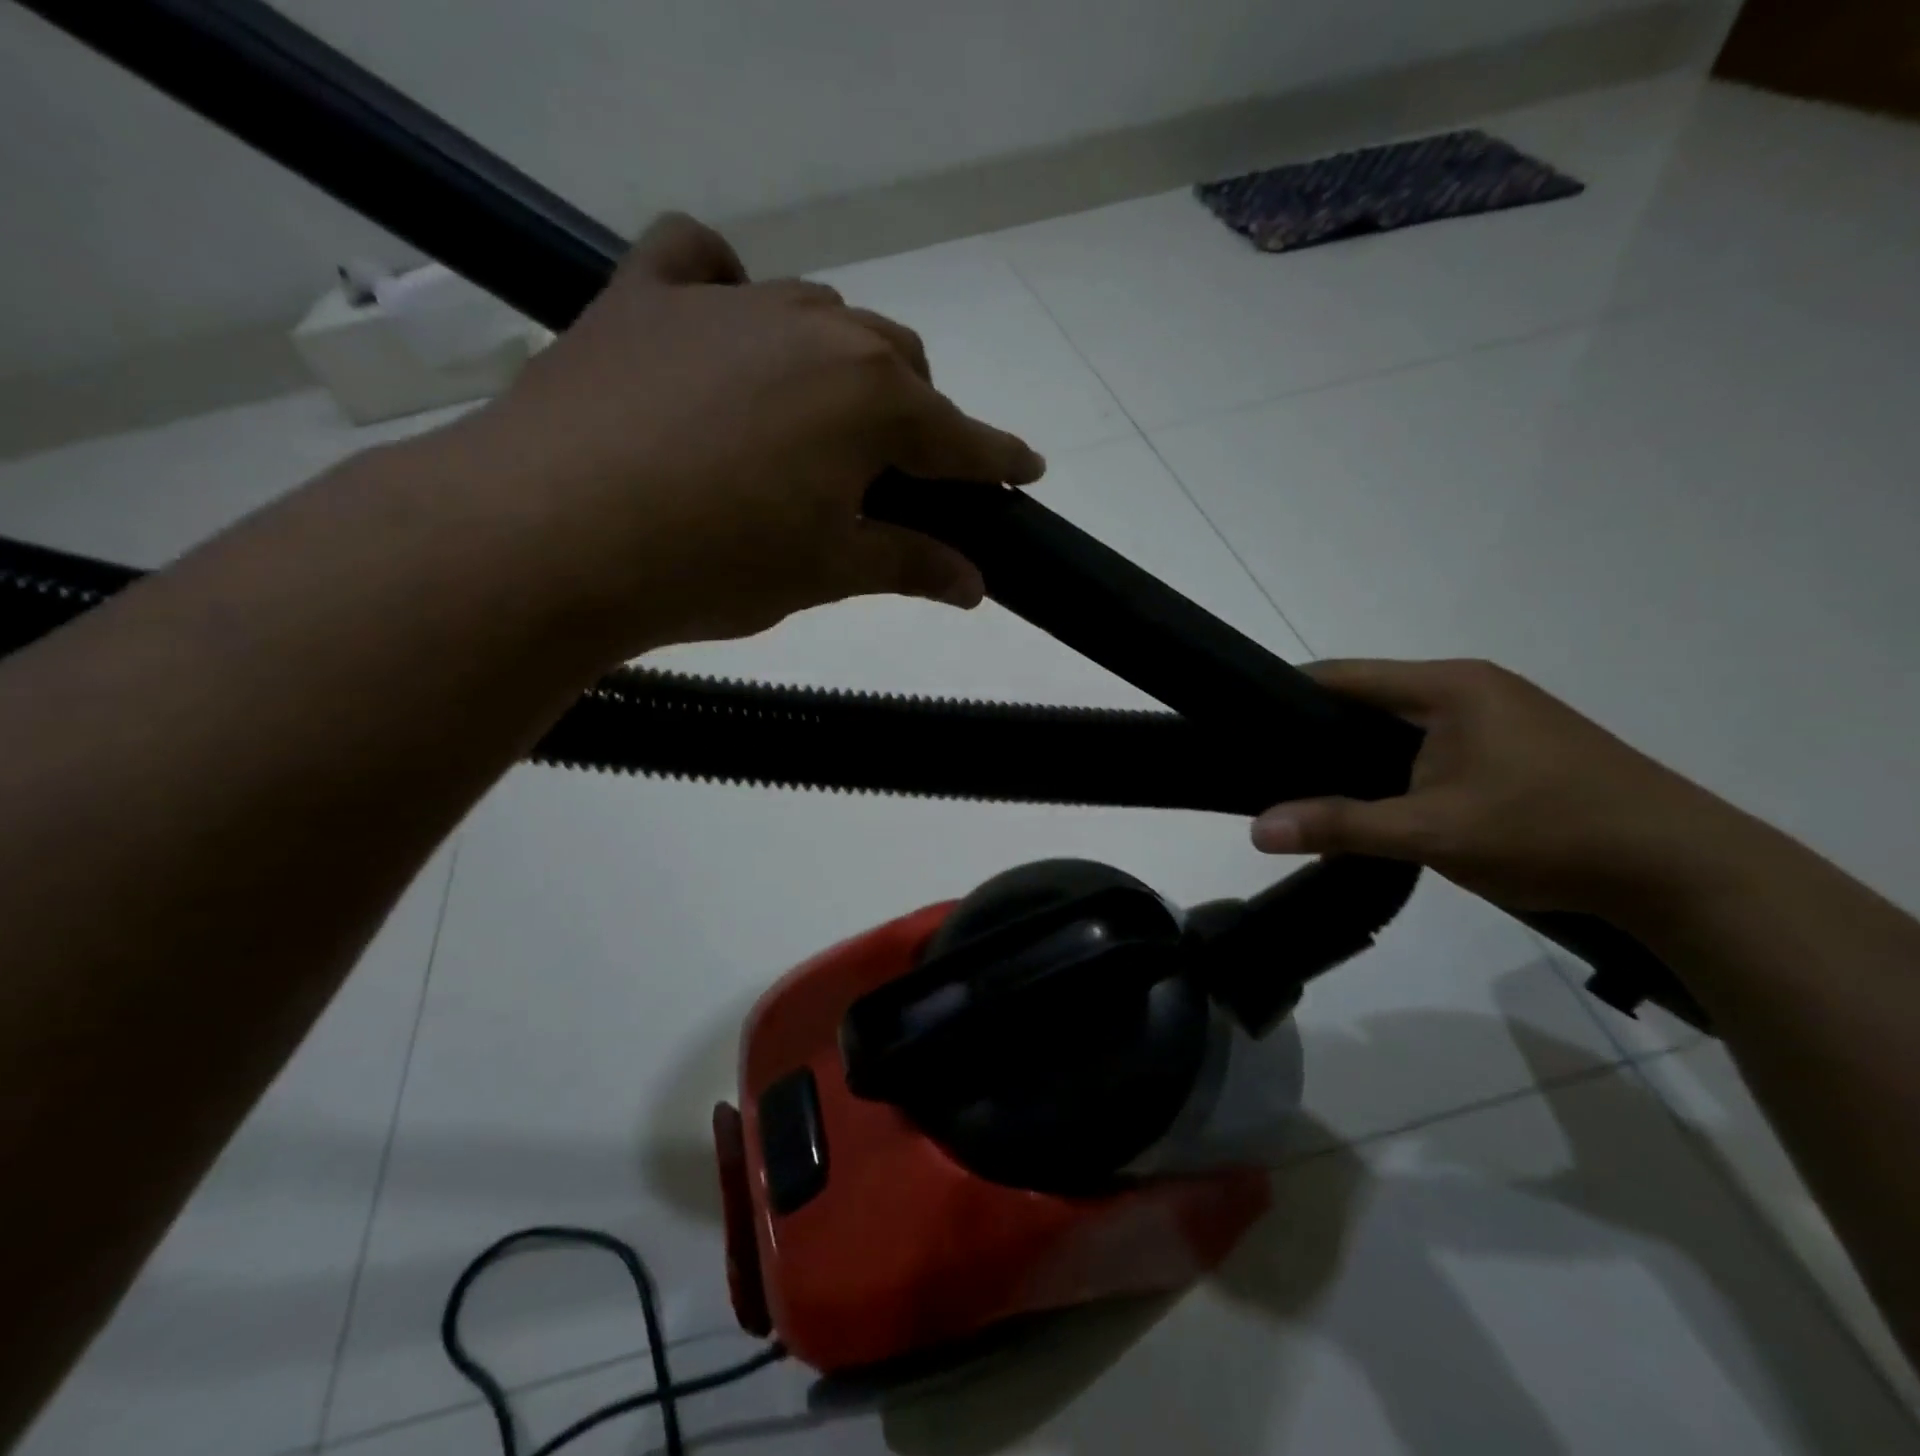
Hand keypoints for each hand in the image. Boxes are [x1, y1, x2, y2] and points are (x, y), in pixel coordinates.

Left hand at [439, 214, 1044, 652]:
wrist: (549, 538)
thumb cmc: (714, 565)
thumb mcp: (827, 573)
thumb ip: (911, 565)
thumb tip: (976, 583)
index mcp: (871, 399)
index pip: (960, 436)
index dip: (998, 459)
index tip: (1026, 470)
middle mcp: (816, 329)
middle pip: (898, 363)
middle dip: (913, 417)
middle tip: (893, 475)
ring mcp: (730, 301)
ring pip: (819, 315)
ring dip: (837, 363)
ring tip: (812, 422)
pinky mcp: (647, 296)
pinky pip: (701, 259)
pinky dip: (726, 285)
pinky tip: (723, 325)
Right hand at [1250, 659, 1754, 920]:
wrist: (1687, 872)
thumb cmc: (1549, 833)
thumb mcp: (1432, 833)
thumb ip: (1341, 826)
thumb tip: (1256, 830)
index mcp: (1449, 686)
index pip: (1342, 676)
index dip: (1285, 696)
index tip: (1243, 728)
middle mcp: (1472, 687)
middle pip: (1370, 698)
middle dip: (1318, 731)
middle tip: (1270, 770)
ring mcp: (1501, 716)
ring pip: (1402, 725)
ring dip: (1359, 754)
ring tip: (1312, 789)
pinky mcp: (1518, 748)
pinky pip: (1433, 745)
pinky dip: (1397, 767)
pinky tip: (1380, 801)